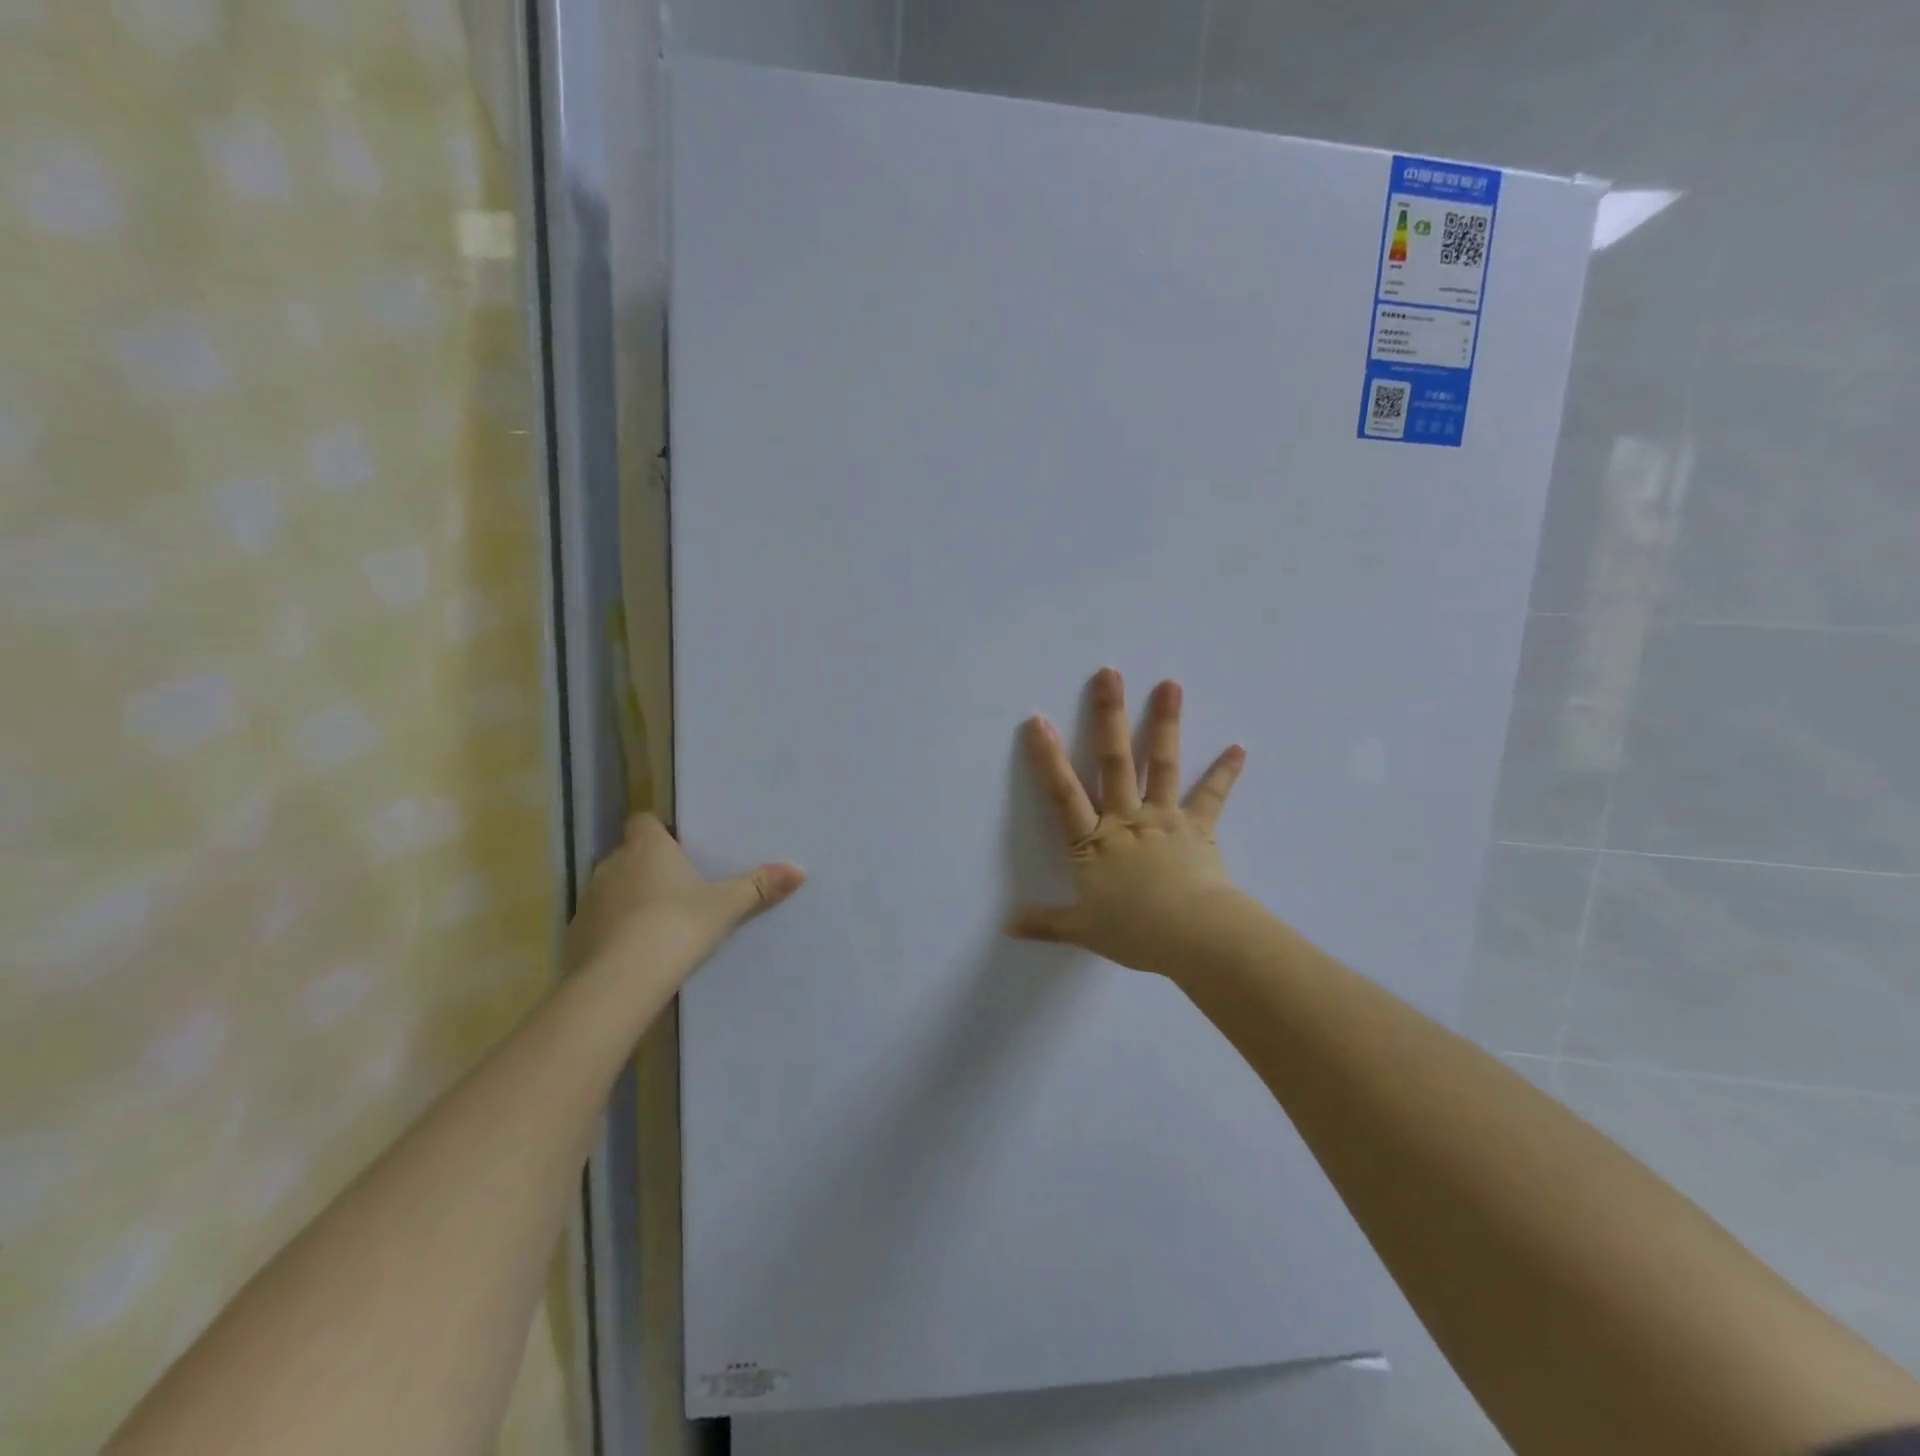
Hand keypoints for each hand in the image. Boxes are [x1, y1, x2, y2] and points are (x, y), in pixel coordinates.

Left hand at [566, 812, 805, 980]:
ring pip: (612, 889)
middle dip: (648, 868)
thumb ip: (759, 887)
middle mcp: (612, 864)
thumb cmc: (677, 926)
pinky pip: (598, 923)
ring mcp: (588, 900)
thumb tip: (799, 870)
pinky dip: (613, 931)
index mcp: (647, 847)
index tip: (680, 848)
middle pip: (628, 855)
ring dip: (629, 900)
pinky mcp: (575, 935)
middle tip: (680, 888)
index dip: (659, 831)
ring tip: (658, 923)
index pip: (644, 821)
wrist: (621, 981)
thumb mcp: (725, 907)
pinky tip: (634, 953)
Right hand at [1007, 668, 1251, 979]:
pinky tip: (1239, 747)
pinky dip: (1224, 772)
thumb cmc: (1134, 931)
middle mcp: (1126, 818)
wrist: (1192, 936)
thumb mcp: (1082, 929)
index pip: (1063, 793)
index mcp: (1093, 841)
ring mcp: (1164, 818)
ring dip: (1164, 723)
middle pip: (1113, 760)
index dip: (1048, 757)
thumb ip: (1045, 923)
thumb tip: (1008, 927)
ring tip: (1170, 684)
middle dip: (1108, 715)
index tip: (1037, 721)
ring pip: (1160, 763)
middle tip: (1109, 673)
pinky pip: (1211, 796)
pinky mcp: (1197, 828)